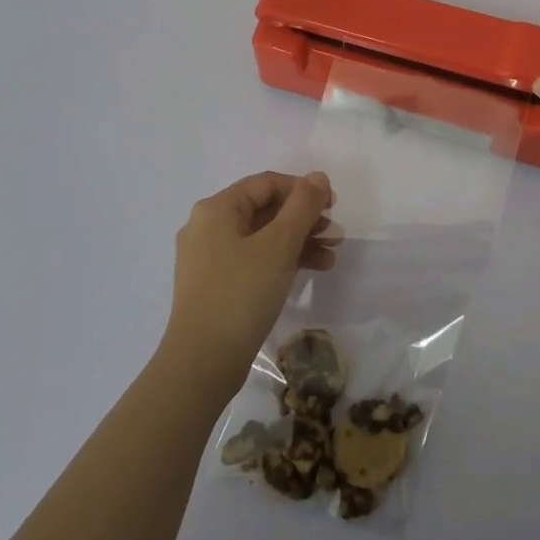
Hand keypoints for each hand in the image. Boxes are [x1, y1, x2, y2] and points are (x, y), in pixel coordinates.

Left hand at [162, 171, 339, 396]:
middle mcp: (208, 227)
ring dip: (299, 241)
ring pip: (263, 237)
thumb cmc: (241, 293)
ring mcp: (209, 258)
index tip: (333, 206)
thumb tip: (318, 177)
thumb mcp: (279, 245)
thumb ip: (303, 206)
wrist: (202, 363)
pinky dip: (282, 261)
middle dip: (304, 219)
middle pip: (265, 210)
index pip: (266, 184)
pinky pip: (254, 260)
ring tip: (331, 255)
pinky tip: (312, 271)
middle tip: (336, 234)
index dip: (303, 190)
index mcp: (216, 209)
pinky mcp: (216, 285)